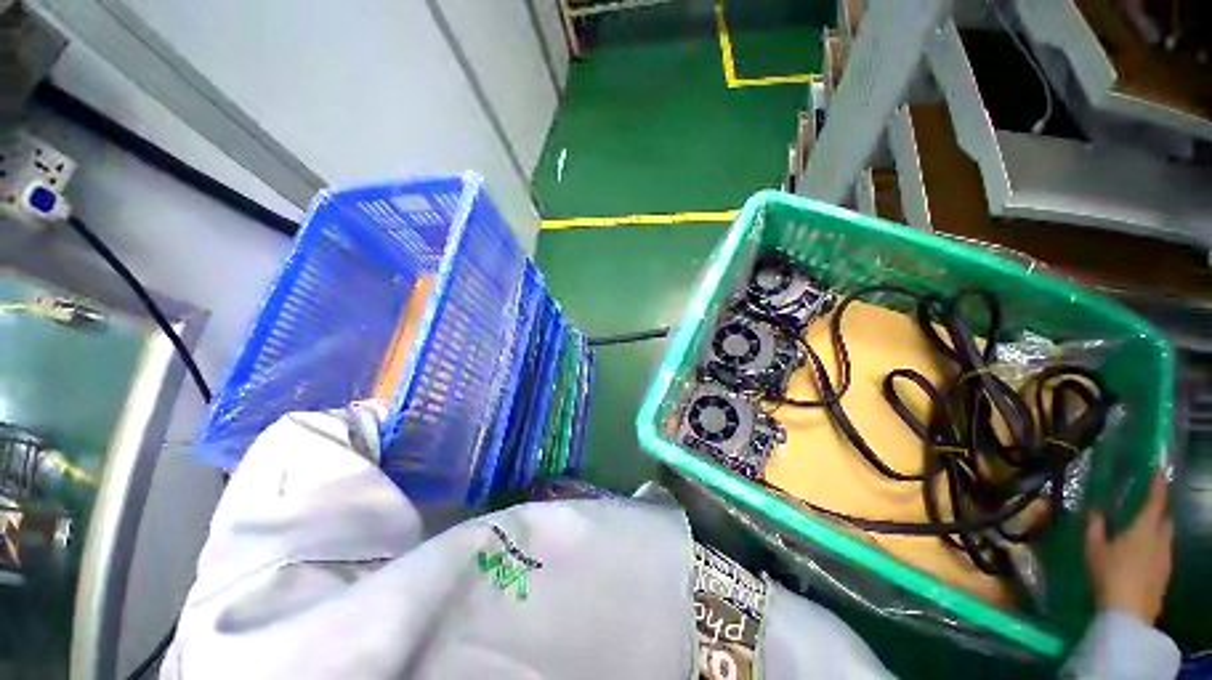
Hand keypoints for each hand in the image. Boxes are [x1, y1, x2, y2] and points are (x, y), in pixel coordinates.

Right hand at [1084, 471, 1173, 622]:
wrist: (1128, 612)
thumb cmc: (1109, 573)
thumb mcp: (1094, 549)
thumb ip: (1094, 526)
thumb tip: (1094, 509)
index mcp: (1145, 528)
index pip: (1156, 500)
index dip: (1158, 484)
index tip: (1158, 470)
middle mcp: (1161, 538)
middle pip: (1166, 519)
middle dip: (1159, 510)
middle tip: (1148, 505)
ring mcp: (1166, 558)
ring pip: (1166, 536)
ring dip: (1158, 529)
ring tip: (1143, 530)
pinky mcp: (1165, 573)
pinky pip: (1163, 552)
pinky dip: (1156, 546)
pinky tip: (1144, 555)